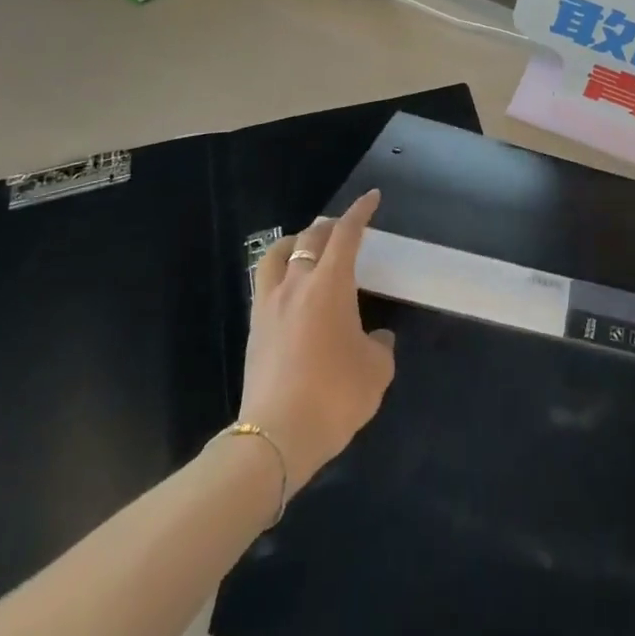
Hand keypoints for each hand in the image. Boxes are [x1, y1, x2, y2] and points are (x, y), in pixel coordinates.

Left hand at [239, 190, 396, 495]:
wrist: (275, 437)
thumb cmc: (334, 396)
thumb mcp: (376, 371)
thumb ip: (380, 346)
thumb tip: (376, 338)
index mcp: (330, 284)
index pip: (345, 234)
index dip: (360, 212)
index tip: (371, 198)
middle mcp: (296, 284)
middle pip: (310, 238)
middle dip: (329, 226)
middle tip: (343, 228)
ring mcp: (269, 305)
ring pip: (276, 255)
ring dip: (295, 243)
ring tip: (307, 249)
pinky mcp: (254, 328)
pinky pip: (264, 283)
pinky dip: (280, 273)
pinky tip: (290, 290)